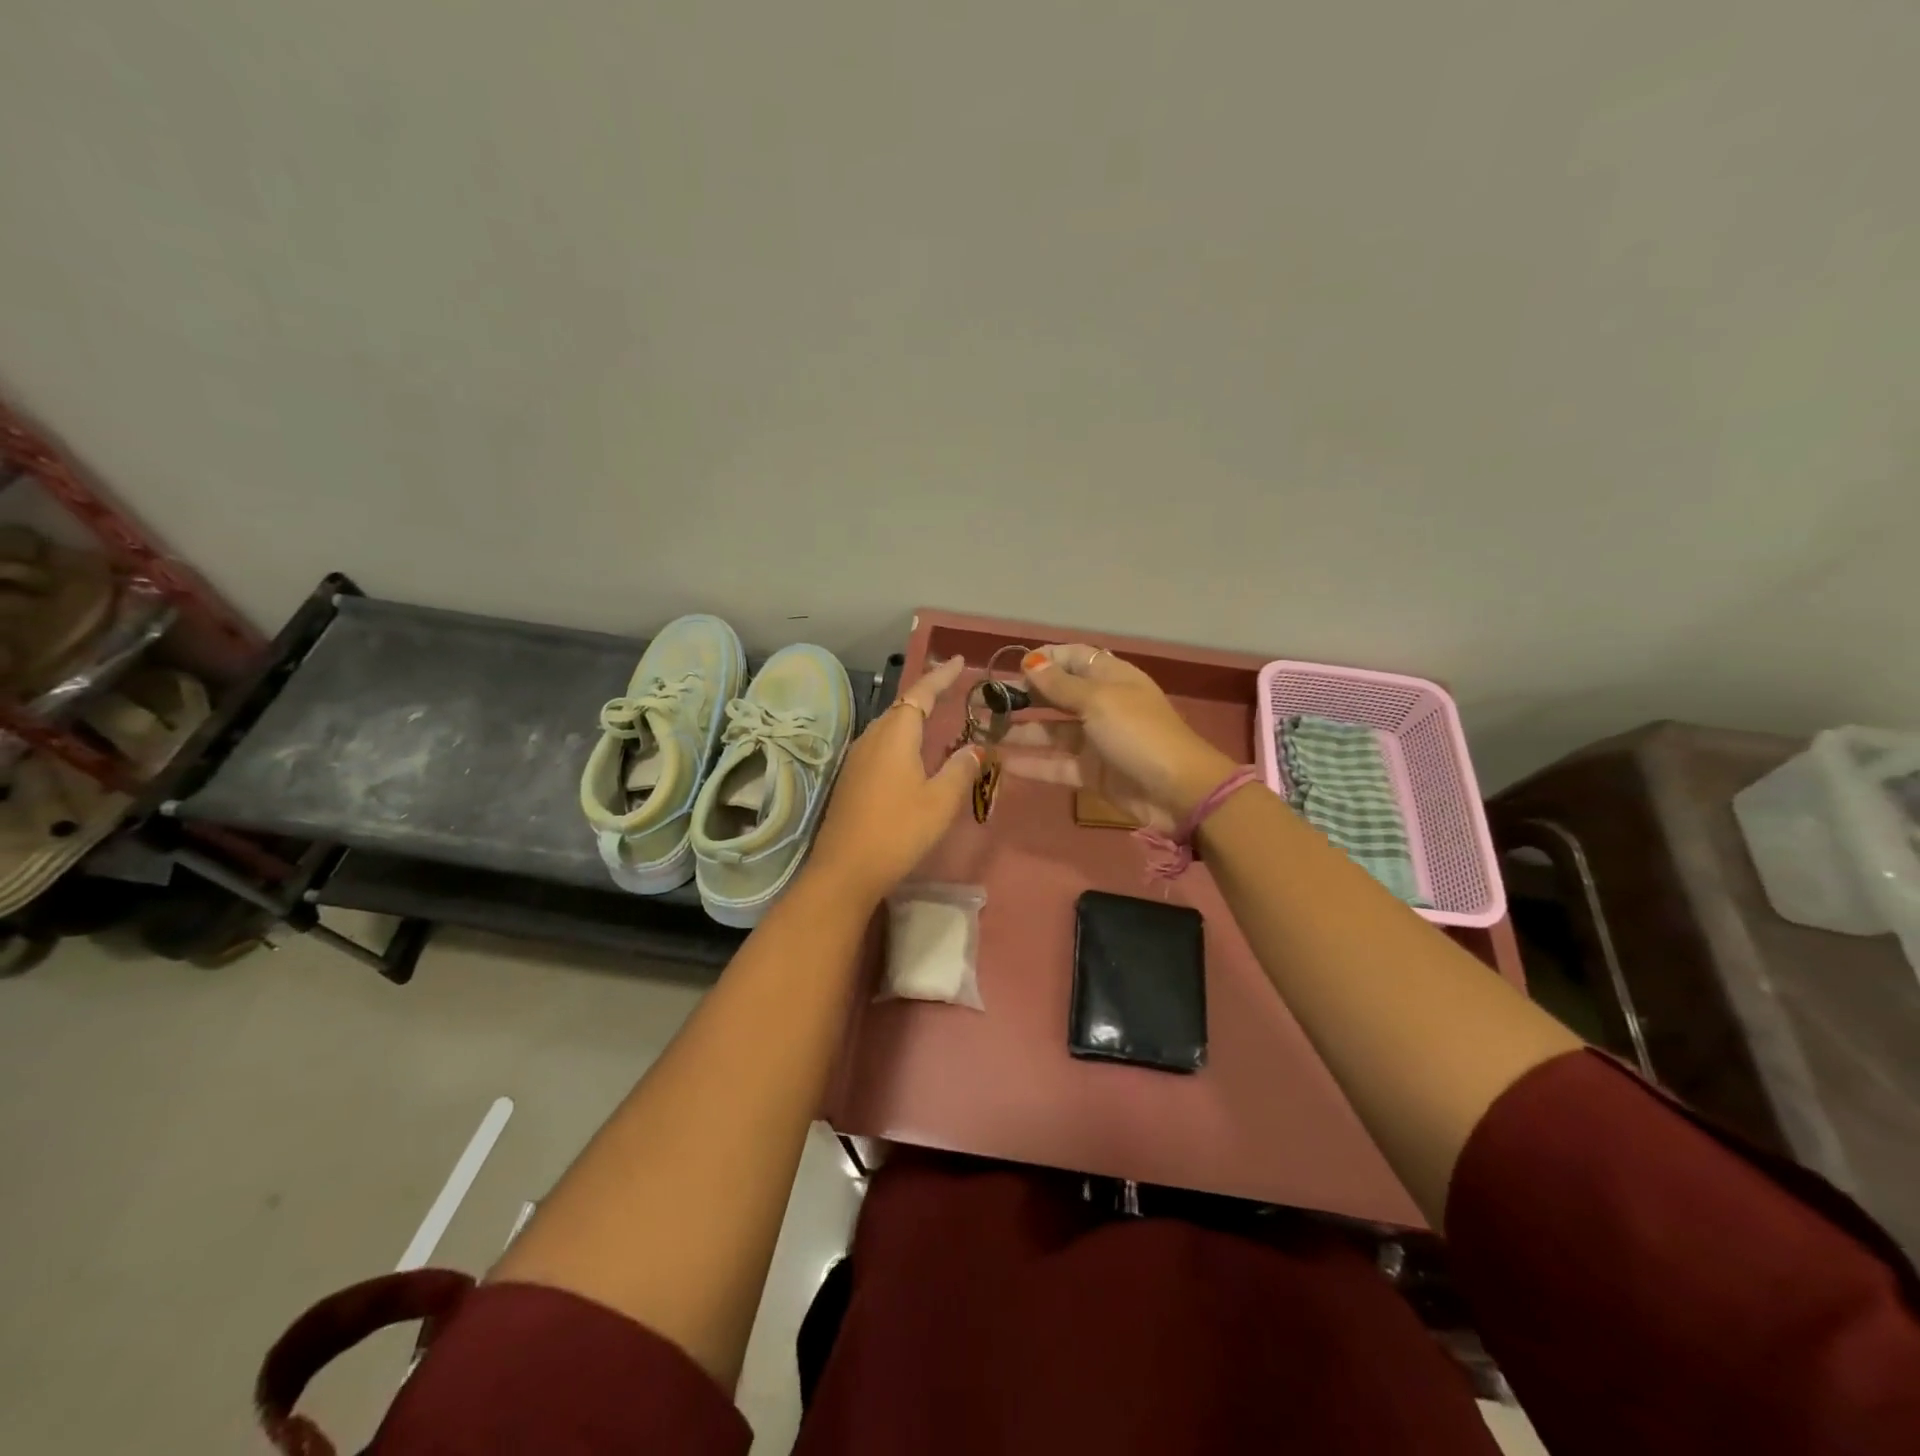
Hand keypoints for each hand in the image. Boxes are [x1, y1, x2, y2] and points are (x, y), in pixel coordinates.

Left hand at [805, 654, 979, 903]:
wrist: (845, 870)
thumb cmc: (898, 831)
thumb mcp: (940, 801)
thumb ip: (959, 770)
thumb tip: (973, 749)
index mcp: (895, 734)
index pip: (921, 693)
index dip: (940, 676)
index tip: (958, 661)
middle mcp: (872, 738)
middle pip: (902, 706)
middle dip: (927, 694)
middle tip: (951, 687)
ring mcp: (857, 758)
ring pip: (889, 726)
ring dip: (913, 717)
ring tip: (936, 717)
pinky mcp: (851, 778)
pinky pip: (881, 745)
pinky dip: (901, 739)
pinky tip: (912, 755)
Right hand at [1001, 644, 1236, 831]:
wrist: (1178, 791)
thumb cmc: (1139, 734)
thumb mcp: (1099, 701)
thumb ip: (1061, 685)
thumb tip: (1031, 662)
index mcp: (1111, 678)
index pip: (1074, 658)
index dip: (1045, 660)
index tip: (1013, 668)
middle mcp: (1101, 705)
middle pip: (1057, 696)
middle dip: (1024, 697)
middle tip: (987, 703)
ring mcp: (1096, 741)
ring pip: (1051, 732)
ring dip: (1021, 731)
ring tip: (985, 733)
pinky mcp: (1091, 772)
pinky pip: (1055, 764)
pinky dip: (1031, 764)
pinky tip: (1002, 763)